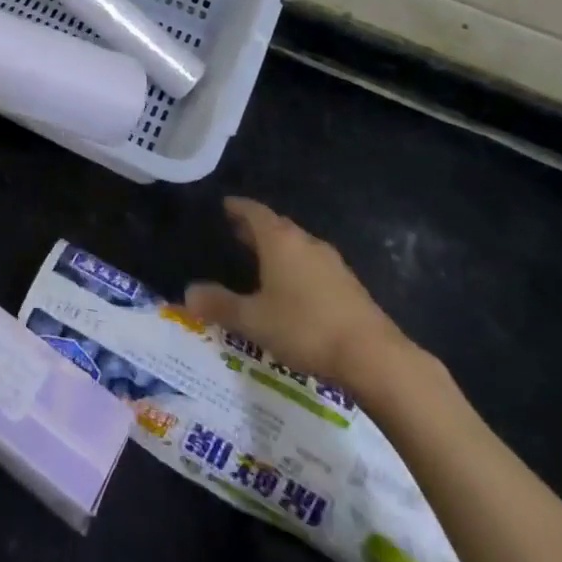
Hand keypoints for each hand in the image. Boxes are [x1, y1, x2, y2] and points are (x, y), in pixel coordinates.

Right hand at [185, 197, 415, 395]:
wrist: (373, 356)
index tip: (225, 205)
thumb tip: (188, 292)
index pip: (254, 211)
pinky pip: (313, 266)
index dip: (238, 207)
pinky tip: (292, 289)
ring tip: (261, 260)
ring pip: (297, 246)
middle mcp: (305, 243)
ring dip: (278, 248)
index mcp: (279, 241)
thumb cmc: (305, 328)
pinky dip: (296, 267)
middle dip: (255, 228)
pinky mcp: (349, 286)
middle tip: (236, 232)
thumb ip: (220, 305)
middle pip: (276, 226)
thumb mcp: (254, 320)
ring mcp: (331, 263)